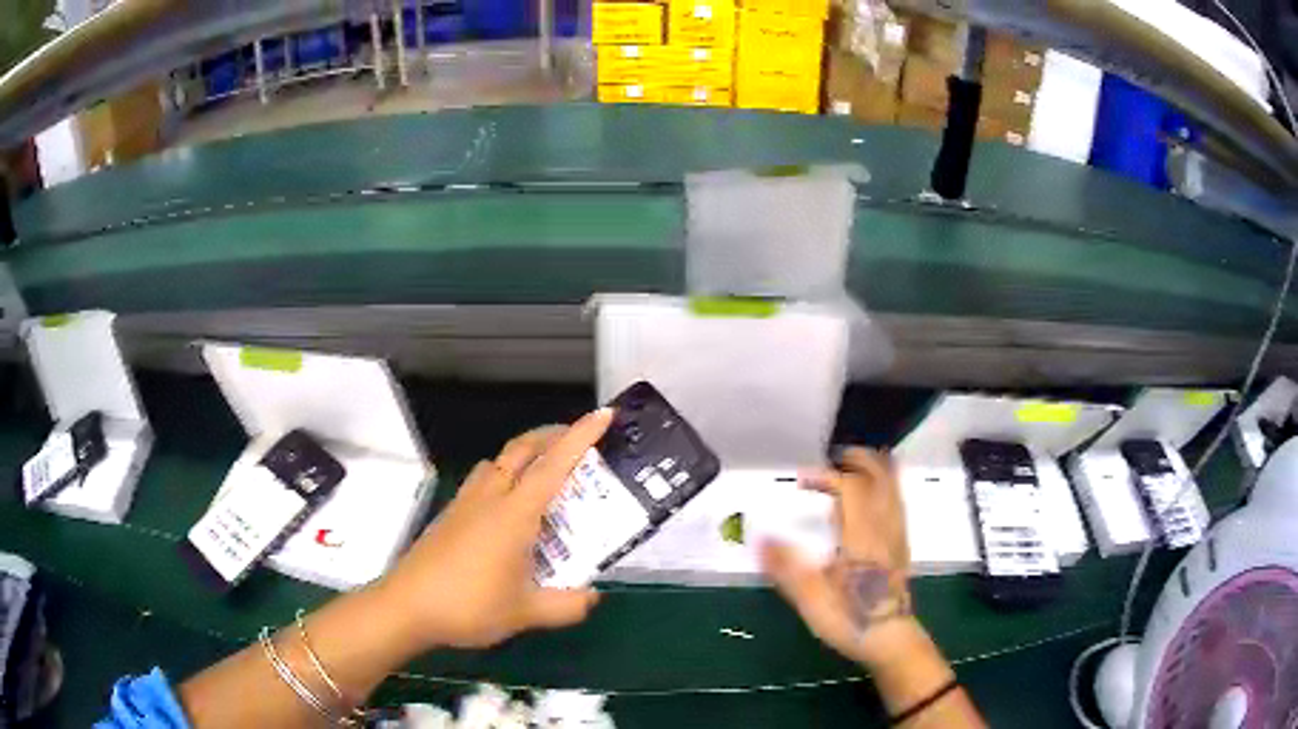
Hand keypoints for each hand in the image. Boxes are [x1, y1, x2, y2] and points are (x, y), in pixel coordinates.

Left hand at [378, 409, 612, 649]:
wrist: (407, 607)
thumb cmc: (469, 606)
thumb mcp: (526, 613)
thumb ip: (566, 605)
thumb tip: (592, 595)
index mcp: (514, 514)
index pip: (554, 465)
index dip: (581, 437)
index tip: (604, 414)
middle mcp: (490, 498)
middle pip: (522, 449)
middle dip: (552, 435)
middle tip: (578, 440)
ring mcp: (465, 503)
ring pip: (498, 462)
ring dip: (524, 455)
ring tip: (544, 474)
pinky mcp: (450, 515)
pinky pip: (483, 480)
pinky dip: (503, 476)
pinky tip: (507, 509)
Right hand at [761, 447, 916, 667]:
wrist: (890, 639)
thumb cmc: (851, 619)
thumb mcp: (811, 599)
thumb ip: (786, 567)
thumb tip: (760, 538)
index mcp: (861, 535)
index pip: (851, 487)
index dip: (826, 476)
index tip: (801, 480)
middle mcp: (883, 527)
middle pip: (880, 478)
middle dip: (859, 460)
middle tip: (837, 457)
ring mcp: (897, 537)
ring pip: (894, 489)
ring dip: (877, 470)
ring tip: (857, 466)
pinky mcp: (902, 548)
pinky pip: (898, 504)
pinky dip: (888, 488)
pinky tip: (877, 497)